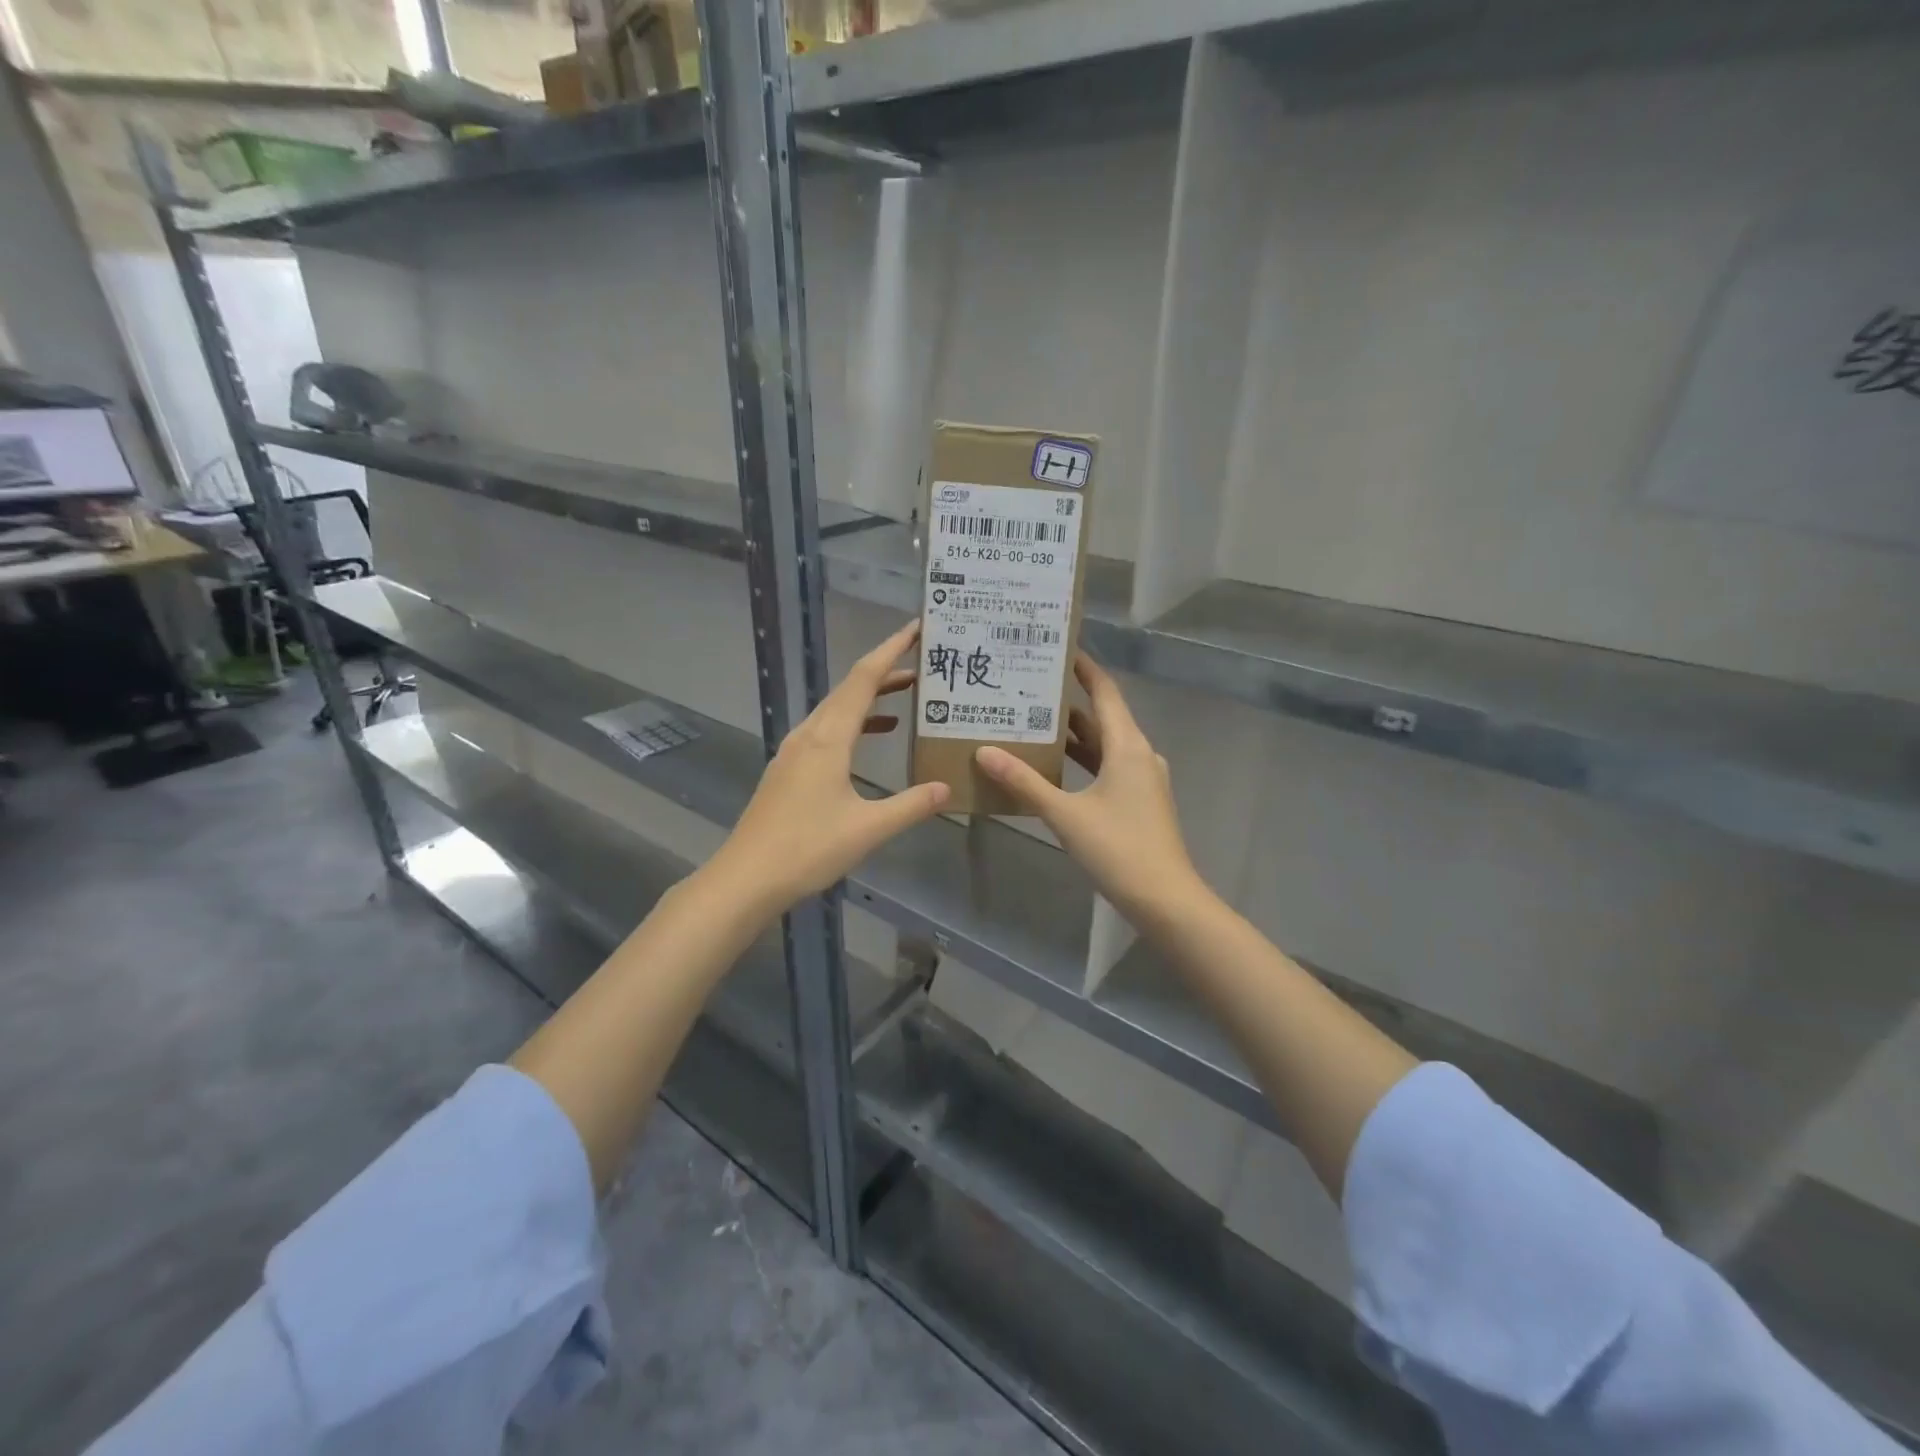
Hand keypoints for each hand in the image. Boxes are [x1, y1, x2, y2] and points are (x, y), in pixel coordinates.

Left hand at [712, 620, 950, 916]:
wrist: (745, 878)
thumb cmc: (807, 849)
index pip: (864, 680)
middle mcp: (808, 735)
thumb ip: (910, 805)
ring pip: (835, 710)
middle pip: (849, 689)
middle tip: (923, 663)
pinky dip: (853, 724)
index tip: (916, 628)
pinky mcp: (788, 770)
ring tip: (905, 695)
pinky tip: (869, 740)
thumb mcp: (868, 829)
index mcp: (828, 739)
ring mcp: (793, 751)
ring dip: (869, 698)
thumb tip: (947, 787)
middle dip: (886, 671)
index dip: (891, 650)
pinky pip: (825, 731)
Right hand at [976, 654, 1205, 924]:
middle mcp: (1138, 754)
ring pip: (1103, 745)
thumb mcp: (1065, 815)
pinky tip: (1053, 767)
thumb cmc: (1118, 849)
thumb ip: (1025, 782)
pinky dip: (1082, 761)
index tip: (1056, 648)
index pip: (1104, 691)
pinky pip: (1107, 767)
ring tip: (1031, 721)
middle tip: (1027, 687)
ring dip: (1072, 735)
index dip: (1083, 668)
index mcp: (1127, 746)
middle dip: (1066, 702)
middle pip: (1101, 717)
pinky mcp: (1138, 800)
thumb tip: (984, 751)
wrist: (1165, 898)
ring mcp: (1141, 779)